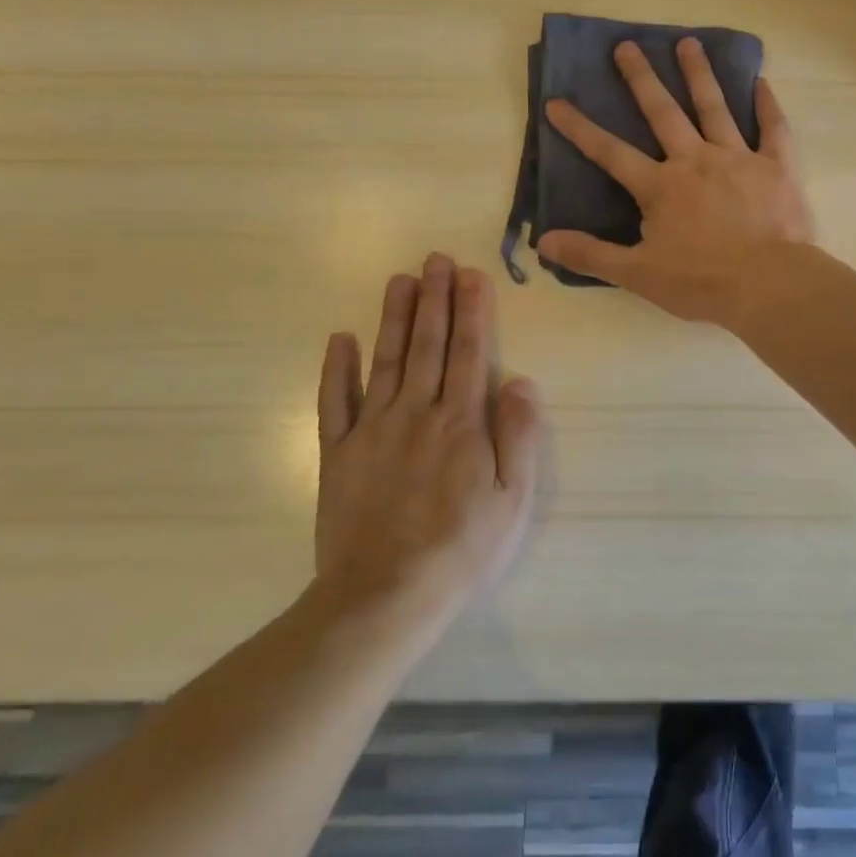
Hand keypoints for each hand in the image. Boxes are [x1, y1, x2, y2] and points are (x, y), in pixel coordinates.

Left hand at [312, 255, 542, 641]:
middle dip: (435, 299)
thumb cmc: (462, 549)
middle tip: (436, 259)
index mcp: (461, 422)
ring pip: (385, 361)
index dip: (472, 311)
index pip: (470, 352)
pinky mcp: (338, 454)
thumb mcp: (514, 499)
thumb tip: (521, 381)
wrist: (384, 597)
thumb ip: (519, 436)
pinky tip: (339, 339)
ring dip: (394, 318)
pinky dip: (336, 370)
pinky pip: (334, 403)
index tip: (471, 274)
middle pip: (428, 345)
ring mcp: (372, 431)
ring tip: (400, 280)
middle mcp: (417, 413)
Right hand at [537, 38, 813, 324]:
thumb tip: (542, 242)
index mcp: (661, 187)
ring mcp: (738, 159)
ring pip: (714, 108)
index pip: (611, 153)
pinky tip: (760, 82)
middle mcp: (696, 161)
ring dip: (699, 75)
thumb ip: (591, 254)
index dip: (581, 128)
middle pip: (663, 113)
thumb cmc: (702, 282)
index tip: (556, 102)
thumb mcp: (638, 274)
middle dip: (641, 79)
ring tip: (688, 42)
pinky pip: (773, 129)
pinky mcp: (777, 167)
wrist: (769, 284)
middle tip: (627, 45)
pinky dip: (767, 105)